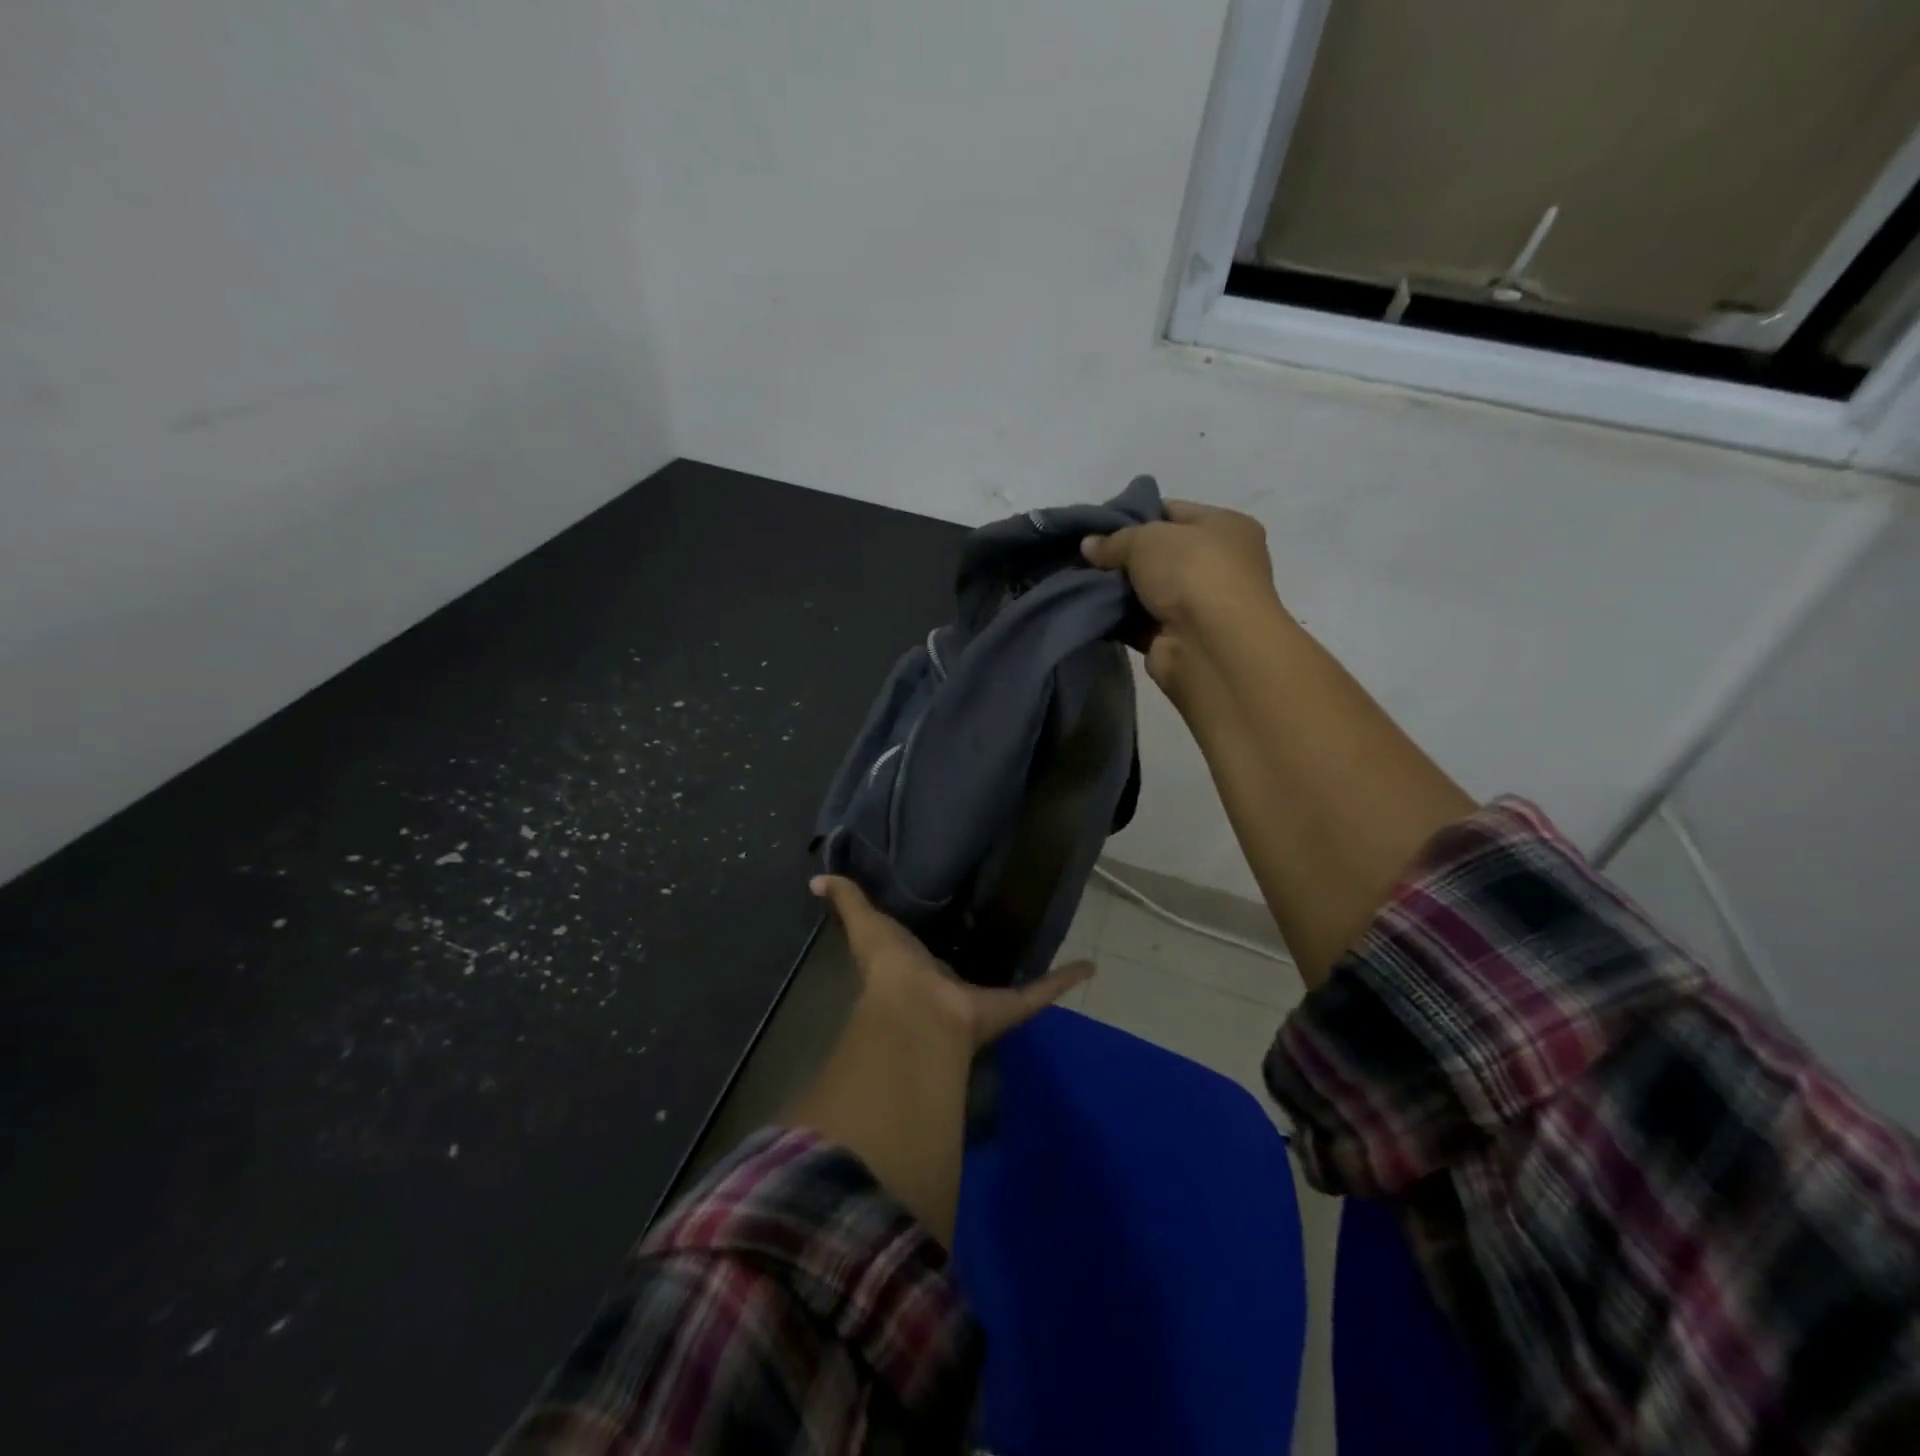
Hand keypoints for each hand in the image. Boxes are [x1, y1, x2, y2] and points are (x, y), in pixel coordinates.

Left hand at [810, 876, 1092, 1050]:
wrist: (918, 1015)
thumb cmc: (891, 969)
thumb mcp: (865, 927)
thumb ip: (847, 903)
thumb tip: (815, 880)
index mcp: (916, 968)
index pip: (927, 949)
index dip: (934, 937)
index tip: (950, 917)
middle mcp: (950, 986)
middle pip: (969, 968)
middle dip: (982, 954)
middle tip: (1008, 925)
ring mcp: (982, 999)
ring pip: (1010, 984)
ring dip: (1027, 969)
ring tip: (1050, 945)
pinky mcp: (1010, 1006)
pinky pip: (1042, 992)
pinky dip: (1065, 980)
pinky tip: (1089, 965)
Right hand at [1080, 500, 1280, 686]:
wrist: (1210, 645)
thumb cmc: (1191, 573)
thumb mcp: (1147, 538)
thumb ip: (1114, 540)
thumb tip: (1088, 545)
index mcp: (1226, 527)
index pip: (1173, 513)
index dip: (1134, 515)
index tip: (1097, 526)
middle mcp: (1218, 565)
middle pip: (1159, 554)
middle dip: (1122, 556)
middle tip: (1083, 556)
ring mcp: (1199, 606)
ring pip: (1147, 591)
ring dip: (1116, 590)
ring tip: (1078, 582)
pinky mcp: (1176, 639)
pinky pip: (1139, 623)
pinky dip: (1116, 619)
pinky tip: (1088, 610)